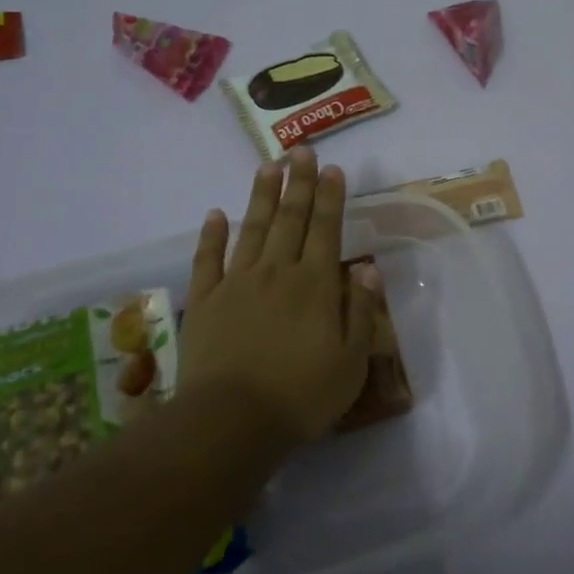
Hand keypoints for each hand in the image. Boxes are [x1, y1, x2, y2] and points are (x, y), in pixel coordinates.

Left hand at [125, 147, 380, 444]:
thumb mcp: (351, 362)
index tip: (333, 169)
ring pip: (252, 229)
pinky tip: (215, 214)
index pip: (326, 230)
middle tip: (301, 151)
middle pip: (290, 219)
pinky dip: (211, 235)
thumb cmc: (301, 395)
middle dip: (299, 183)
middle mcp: (277, 272)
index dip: (331, 197)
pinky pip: (207, 260)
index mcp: (315, 285)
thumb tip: (368, 270)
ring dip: (261, 196)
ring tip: (269, 166)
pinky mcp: (204, 302)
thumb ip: (360, 312)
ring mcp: (236, 283)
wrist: (231, 422)